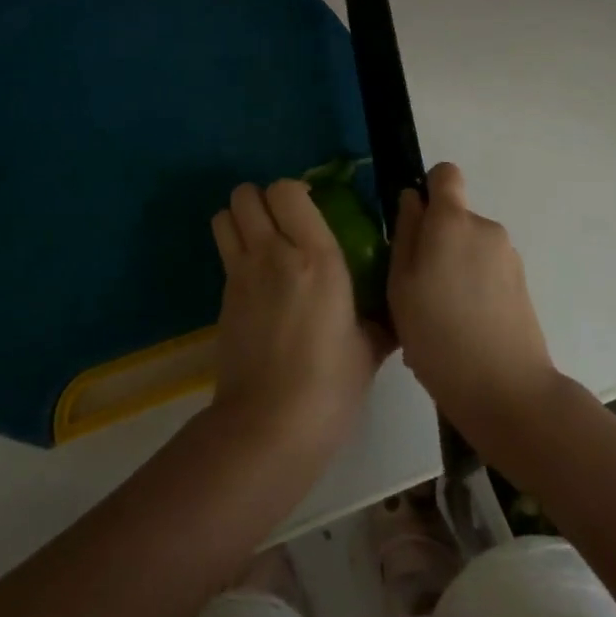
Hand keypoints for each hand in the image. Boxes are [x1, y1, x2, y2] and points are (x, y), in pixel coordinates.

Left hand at [209, 181, 390, 464]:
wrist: (270, 426)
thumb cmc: (330, 386)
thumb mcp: (368, 348)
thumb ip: (379, 318)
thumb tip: (392, 310)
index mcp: (316, 257)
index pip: (288, 190)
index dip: (295, 190)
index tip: (311, 207)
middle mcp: (273, 254)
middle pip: (246, 194)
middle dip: (262, 198)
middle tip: (283, 220)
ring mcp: (241, 274)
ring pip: (224, 215)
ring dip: (241, 218)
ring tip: (263, 238)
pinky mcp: (223, 297)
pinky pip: (224, 252)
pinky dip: (235, 250)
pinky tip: (257, 279)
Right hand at [389, 163, 557, 438]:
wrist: (508, 392)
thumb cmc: (439, 335)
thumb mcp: (401, 284)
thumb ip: (405, 233)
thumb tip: (412, 198)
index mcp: (453, 221)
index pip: (445, 174)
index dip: (428, 189)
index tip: (413, 224)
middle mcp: (485, 228)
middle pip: (455, 217)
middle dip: (435, 240)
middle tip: (416, 288)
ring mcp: (508, 257)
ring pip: (468, 248)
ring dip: (452, 268)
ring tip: (437, 318)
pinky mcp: (522, 285)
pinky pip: (485, 272)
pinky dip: (471, 289)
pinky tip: (459, 331)